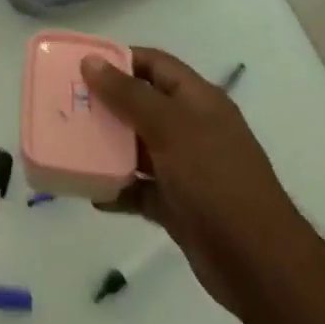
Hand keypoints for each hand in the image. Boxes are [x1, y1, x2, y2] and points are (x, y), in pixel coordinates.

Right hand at [81, 49, 306, 323]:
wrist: (259, 265)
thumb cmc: (216, 180)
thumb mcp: (170, 127)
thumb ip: (128, 94)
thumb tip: (91, 61)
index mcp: (197, 100)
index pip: (154, 63)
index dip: (118, 58)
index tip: (79, 65)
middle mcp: (191, 128)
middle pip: (141, 104)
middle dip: (105, 104)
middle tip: (65, 105)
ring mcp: (186, 168)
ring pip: (137, 147)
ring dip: (107, 147)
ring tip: (69, 145)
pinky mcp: (178, 205)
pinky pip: (139, 188)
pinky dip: (117, 189)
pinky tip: (91, 193)